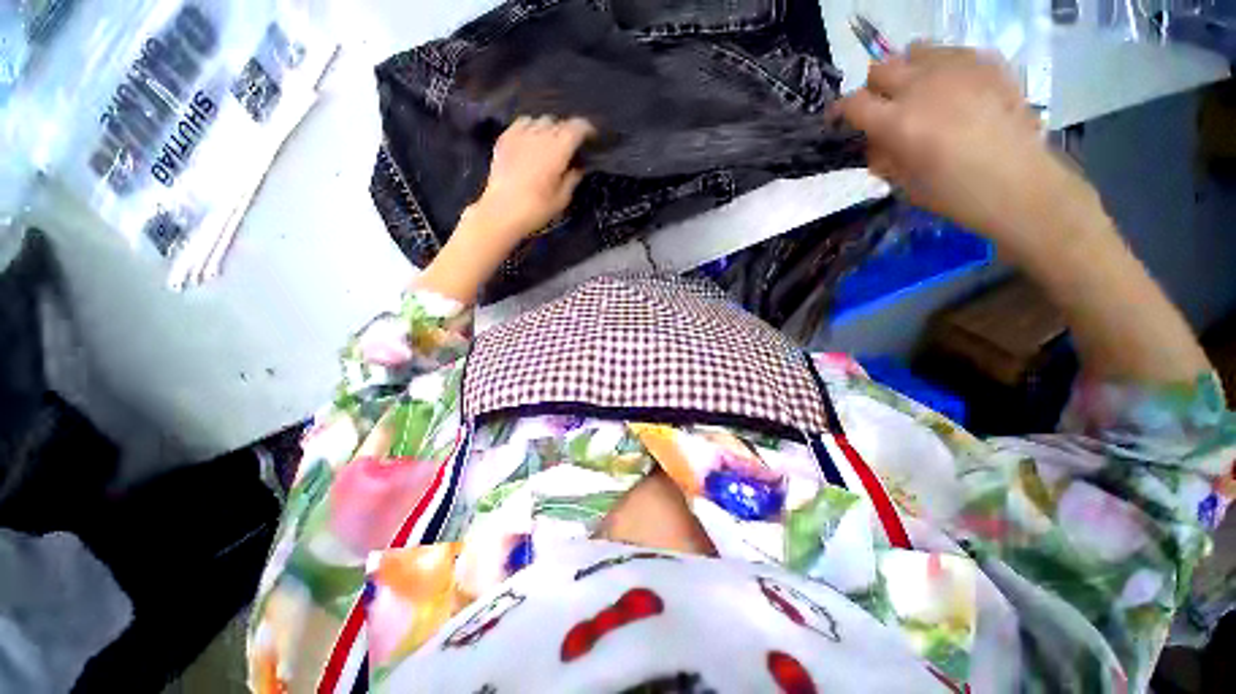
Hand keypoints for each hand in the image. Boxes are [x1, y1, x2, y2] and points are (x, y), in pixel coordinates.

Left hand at [471, 115, 594, 243]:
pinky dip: (531, 128)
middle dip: (567, 132)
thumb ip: (573, 179)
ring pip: (540, 120)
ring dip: (549, 129)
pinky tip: (531, 141)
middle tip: (570, 148)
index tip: (591, 138)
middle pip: (559, 122)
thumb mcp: (562, 199)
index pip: (577, 127)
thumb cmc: (536, 209)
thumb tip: (578, 167)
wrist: (501, 212)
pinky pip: (522, 123)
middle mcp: (540, 136)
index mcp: (558, 150)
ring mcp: (520, 135)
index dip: (587, 130)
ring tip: (550, 144)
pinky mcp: (505, 138)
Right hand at [837, 45, 1088, 250]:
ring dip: (908, 71)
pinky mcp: (986, 62)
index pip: (854, 104)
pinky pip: (952, 52)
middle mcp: (922, 86)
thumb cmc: (954, 193)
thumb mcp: (902, 183)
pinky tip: (952, 89)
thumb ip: (882, 156)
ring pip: (915, 51)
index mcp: (898, 122)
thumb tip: (873, 141)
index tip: (840, 119)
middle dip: (874, 88)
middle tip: (883, 108)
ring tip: (919, 92)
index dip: (841, 111)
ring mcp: (957, 69)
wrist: (1018, 183)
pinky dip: (942, 67)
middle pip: (881, 68)